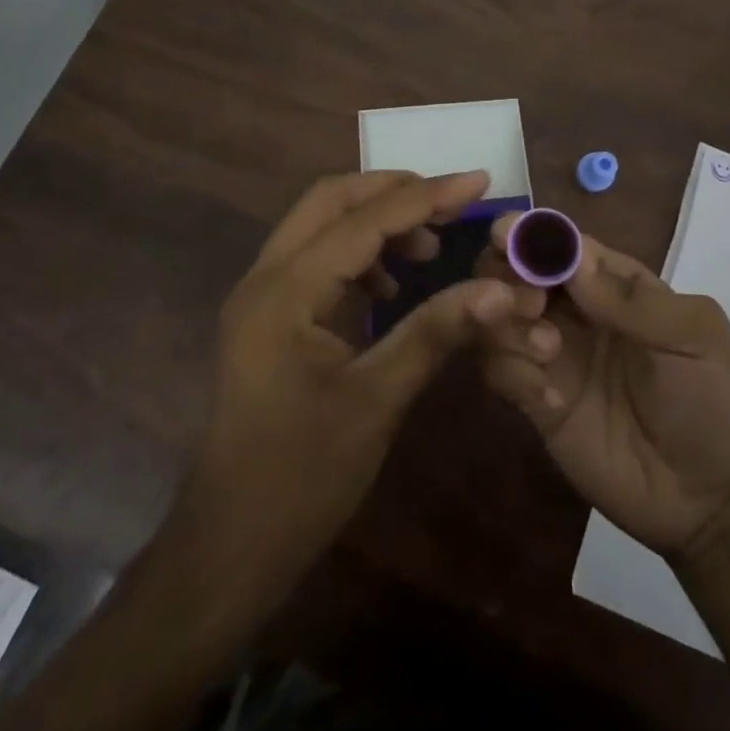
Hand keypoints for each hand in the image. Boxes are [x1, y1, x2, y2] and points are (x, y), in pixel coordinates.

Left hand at [172, 170, 518, 607]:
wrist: (228, 550)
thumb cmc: (302, 479)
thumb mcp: (378, 400)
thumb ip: (436, 331)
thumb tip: (501, 288)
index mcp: (285, 291)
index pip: (364, 220)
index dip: (426, 196)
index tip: (479, 180)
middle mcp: (264, 277)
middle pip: (331, 200)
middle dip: (393, 191)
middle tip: (451, 203)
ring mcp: (260, 296)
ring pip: (320, 225)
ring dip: (375, 221)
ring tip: (427, 248)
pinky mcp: (266, 317)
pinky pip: (315, 258)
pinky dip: (357, 253)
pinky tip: (390, 286)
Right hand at [479, 217, 729, 557]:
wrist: (711, 500)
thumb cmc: (711, 400)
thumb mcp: (692, 337)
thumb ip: (632, 300)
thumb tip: (572, 258)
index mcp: (611, 282)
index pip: (561, 243)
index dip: (530, 233)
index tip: (504, 236)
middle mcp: (573, 310)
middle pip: (515, 271)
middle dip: (507, 274)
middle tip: (530, 303)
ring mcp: (550, 354)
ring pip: (498, 316)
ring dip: (507, 323)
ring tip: (547, 350)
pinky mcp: (536, 401)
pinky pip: (499, 371)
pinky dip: (511, 372)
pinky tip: (549, 398)